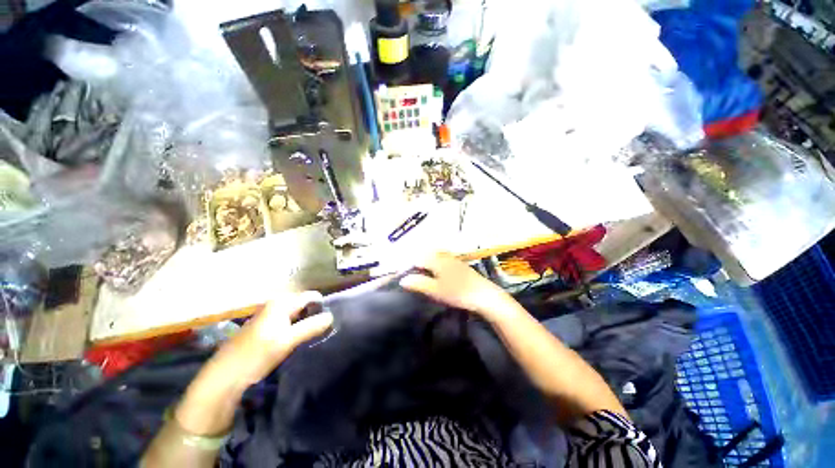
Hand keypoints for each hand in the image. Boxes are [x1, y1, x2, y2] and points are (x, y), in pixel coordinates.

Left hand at [176, 291, 332, 434]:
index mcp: (281, 302)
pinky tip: (297, 340)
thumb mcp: (288, 340)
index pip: (311, 296)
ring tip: (312, 335)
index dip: (322, 306)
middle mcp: (275, 304)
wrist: (225, 376)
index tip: (330, 320)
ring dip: (306, 322)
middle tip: (322, 329)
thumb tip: (332, 316)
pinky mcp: (265, 327)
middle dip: (315, 315)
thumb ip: (312, 326)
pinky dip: (296, 328)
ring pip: (296, 314)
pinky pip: (288, 322)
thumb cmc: (257, 354)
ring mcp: (269, 315)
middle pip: (304, 304)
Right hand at [400, 252, 513, 319]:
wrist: (485, 295)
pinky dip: (437, 260)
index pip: (419, 259)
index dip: (408, 265)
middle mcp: (445, 257)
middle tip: (410, 269)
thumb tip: (403, 279)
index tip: (401, 273)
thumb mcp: (437, 291)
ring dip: (428, 259)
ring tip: (422, 268)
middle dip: (417, 259)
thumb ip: (420, 284)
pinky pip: (444, 257)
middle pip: (427, 253)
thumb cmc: (460, 293)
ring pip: (437, 254)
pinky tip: (439, 269)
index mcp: (438, 261)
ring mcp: (454, 260)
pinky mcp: (461, 265)